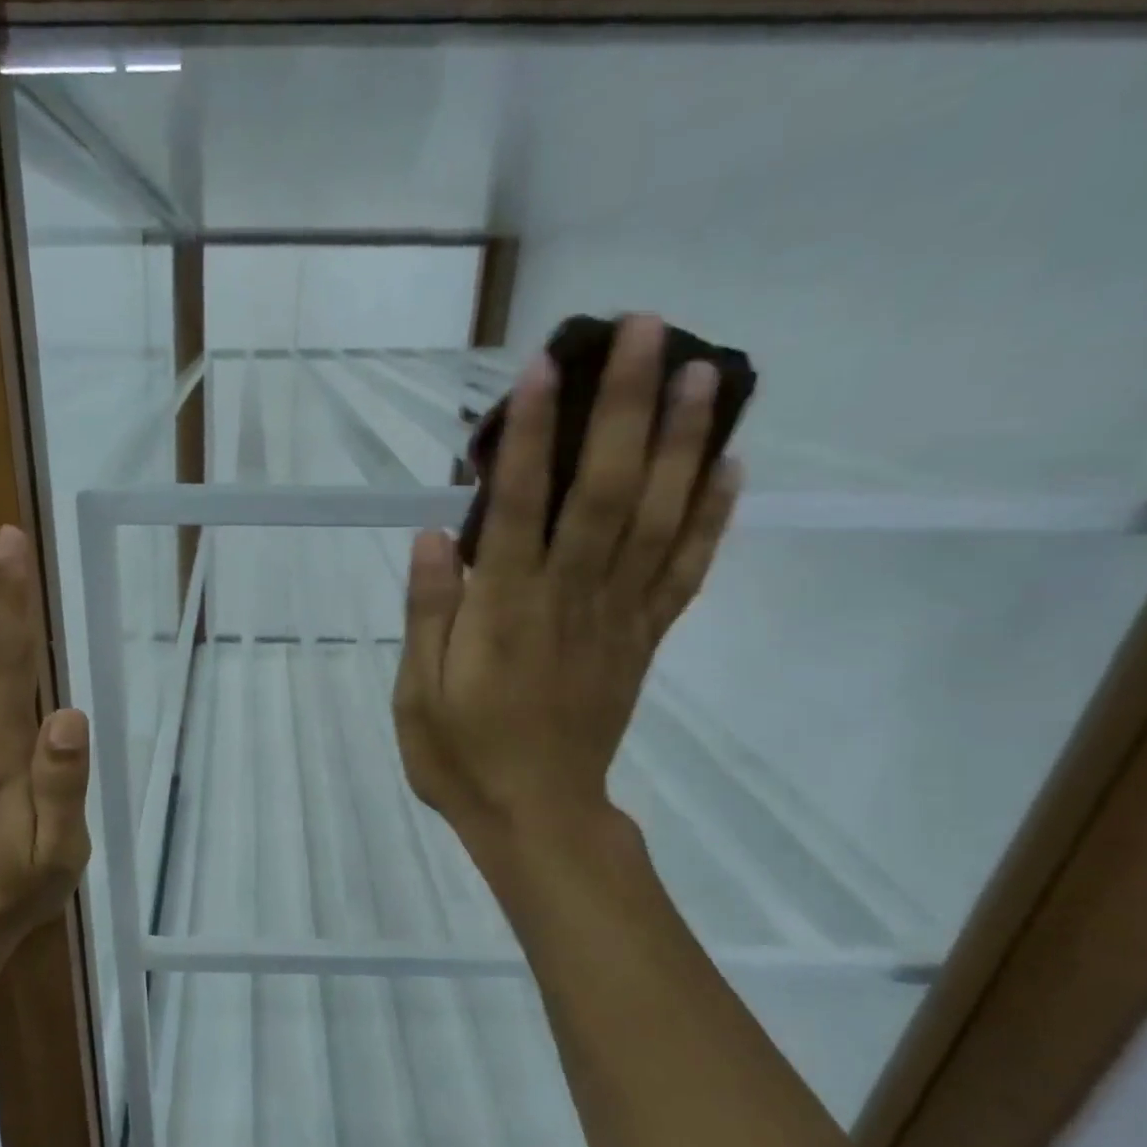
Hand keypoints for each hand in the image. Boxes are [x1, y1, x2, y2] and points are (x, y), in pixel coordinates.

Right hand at [392, 315, 739, 867]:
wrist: (536, 816)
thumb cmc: (462, 756)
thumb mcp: (417, 693)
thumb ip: (428, 614)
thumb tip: (432, 536)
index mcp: (504, 614)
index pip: (519, 510)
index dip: (532, 437)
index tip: (543, 367)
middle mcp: (569, 601)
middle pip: (604, 493)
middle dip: (624, 409)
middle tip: (645, 330)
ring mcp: (616, 619)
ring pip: (656, 520)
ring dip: (681, 444)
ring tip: (703, 372)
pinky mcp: (642, 640)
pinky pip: (684, 573)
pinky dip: (711, 519)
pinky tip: (729, 467)